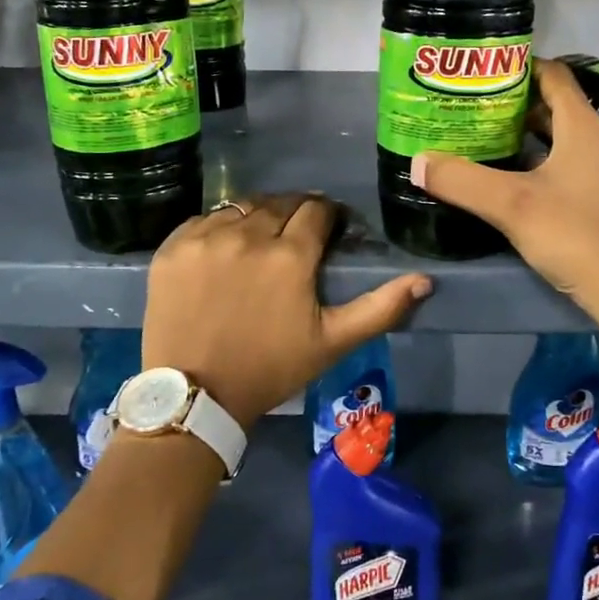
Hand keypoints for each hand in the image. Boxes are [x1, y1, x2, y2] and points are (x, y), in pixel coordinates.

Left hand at [142, 194, 432, 425]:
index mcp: (290, 255)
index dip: (328, 216)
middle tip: (296, 235)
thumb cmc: (271, 369)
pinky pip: (204, 220)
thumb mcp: (333, 342)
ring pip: (242, 207)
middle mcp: (248, 235)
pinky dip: (220, 227)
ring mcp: (206, 238)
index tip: (329, 229)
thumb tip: (425, 280)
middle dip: (295, 212)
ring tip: (260, 239)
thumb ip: (381, 308)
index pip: (317, 210)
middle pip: (280, 203)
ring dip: (258, 216)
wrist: (196, 396)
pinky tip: (224, 249)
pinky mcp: (173, 247)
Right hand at [412, 59, 598, 315]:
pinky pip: (562, 161)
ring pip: (557, 136)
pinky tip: (506, 174)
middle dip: (513, 101)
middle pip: (553, 105)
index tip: (481, 68)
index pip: (554, 75)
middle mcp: (596, 139)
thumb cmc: (573, 234)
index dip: (520, 66)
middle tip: (470, 103)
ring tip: (480, 133)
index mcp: (583, 126)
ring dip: (523, 132)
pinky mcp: (597, 195)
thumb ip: (462, 180)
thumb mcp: (510, 204)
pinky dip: (534, 158)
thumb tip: (417, 162)